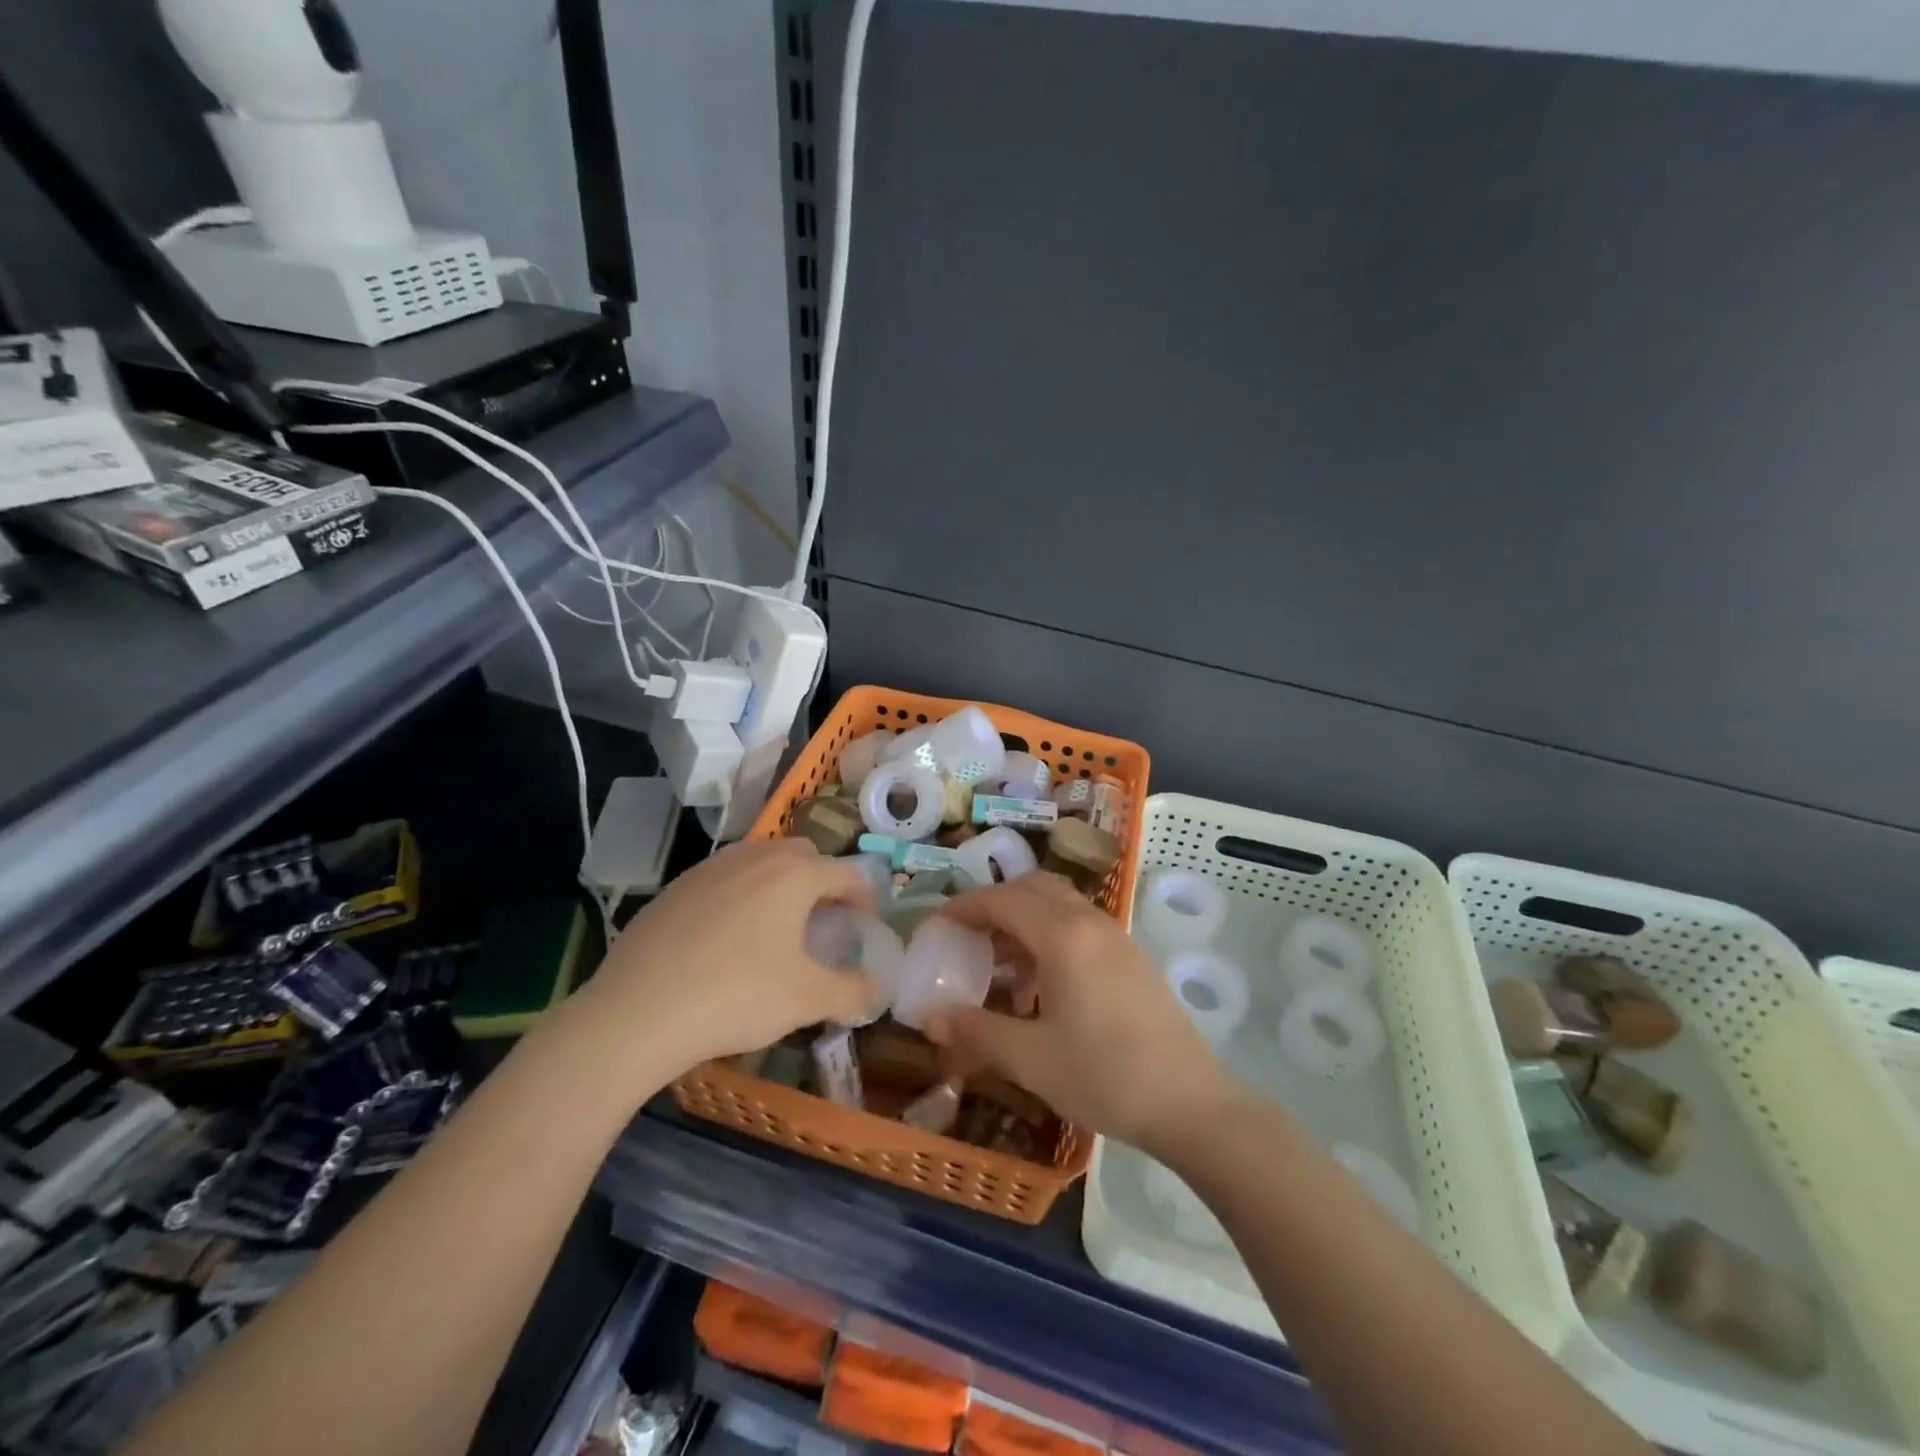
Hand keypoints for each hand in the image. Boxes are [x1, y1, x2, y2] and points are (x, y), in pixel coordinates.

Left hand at [573, 838, 876, 1078]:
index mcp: (794, 875)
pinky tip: (727, 937)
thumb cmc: (736, 996)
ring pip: (760, 860)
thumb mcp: (807, 1000)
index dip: (865, 897)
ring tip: (776, 926)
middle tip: (823, 921)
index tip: (866, 923)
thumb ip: (853, 990)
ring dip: (779, 883)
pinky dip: (740, 895)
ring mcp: (709, 868)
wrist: (636, 1012)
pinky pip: (724, 878)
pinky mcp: (675, 887)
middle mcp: (754, 857)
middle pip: (803, 855)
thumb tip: (875, 986)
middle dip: (822, 881)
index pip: (846, 873)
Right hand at [923, 874, 1243, 1156]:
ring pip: (1061, 905)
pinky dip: (1051, 935)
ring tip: (1000, 963)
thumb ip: (976, 1031)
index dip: (965, 907)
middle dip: (996, 903)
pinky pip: (1081, 926)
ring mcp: (1117, 937)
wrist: (1190, 1104)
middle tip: (968, 935)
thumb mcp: (1030, 1058)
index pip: (1003, 900)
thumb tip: (929, 1018)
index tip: (937, 924)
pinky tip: (1042, 984)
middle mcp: (1090, 922)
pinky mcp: (1133, 958)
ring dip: (1025, 919)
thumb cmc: (1104, 1076)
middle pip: (1034, 888)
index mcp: (1063, 936)